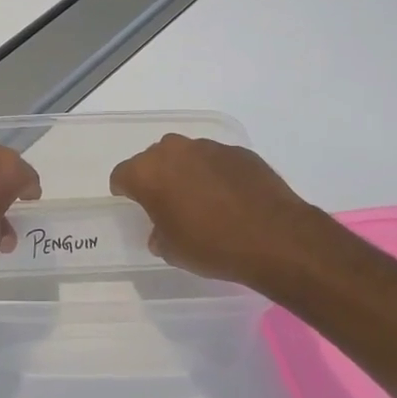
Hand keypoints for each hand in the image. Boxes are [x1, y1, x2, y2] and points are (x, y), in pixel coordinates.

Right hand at [109, 134, 320, 286]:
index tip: (133, 204)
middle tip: (167, 203)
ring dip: (187, 172)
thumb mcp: (172, 250)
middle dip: (156, 177)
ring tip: (202, 200)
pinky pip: (216, 161)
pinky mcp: (240, 152)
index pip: (122, 175)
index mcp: (148, 172)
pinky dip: (216, 174)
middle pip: (153, 159)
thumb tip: (162, 229)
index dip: (125, 191)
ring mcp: (209, 147)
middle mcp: (174, 151)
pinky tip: (230, 198)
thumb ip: (158, 233)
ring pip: (187, 156)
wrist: (274, 238)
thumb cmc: (211, 246)